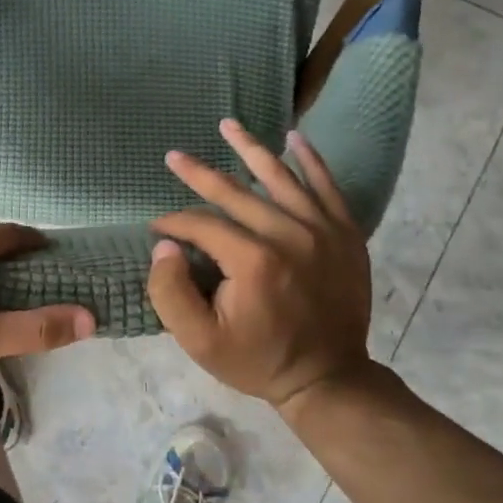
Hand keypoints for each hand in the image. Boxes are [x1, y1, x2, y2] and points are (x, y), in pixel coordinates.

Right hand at [147, 119, 375, 416]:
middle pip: (236, 193)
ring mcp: (322, 231)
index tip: (156, 228)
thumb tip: (163, 245)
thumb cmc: (258, 359)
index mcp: (253, 261)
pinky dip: (311, 161)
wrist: (328, 378)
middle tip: (174, 157)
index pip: (202, 225)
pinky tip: (295, 138)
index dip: (173, 223)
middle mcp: (289, 235)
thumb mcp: (199, 341)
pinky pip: (327, 186)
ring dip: (250, 149)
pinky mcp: (346, 234)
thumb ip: (170, 292)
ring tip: (228, 124)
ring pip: (280, 177)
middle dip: (199, 174)